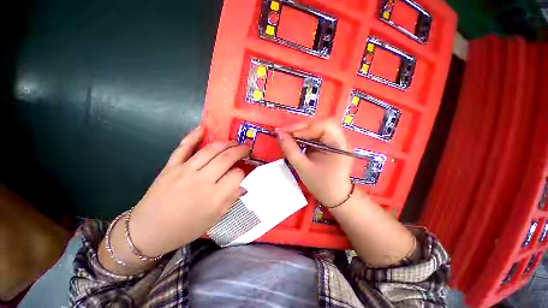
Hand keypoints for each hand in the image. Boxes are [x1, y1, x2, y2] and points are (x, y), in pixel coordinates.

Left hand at [127, 126, 248, 256]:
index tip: (241, 173)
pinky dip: (193, 136)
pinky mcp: (171, 167)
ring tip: (233, 141)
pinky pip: (183, 147)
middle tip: (246, 147)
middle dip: (239, 150)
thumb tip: (243, 185)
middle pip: (226, 158)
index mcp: (214, 198)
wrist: (148, 231)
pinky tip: (203, 128)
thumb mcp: (214, 219)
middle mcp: (202, 181)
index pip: (237, 175)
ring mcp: (185, 171)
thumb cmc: (185, 228)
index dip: (242, 172)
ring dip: (225, 143)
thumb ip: (231, 199)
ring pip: (210, 150)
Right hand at [277, 120, 353, 206]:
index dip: (305, 128)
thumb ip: (291, 150)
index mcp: (339, 145)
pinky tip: (294, 140)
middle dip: (300, 128)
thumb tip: (279, 134)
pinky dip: (303, 136)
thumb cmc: (322, 185)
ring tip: (287, 136)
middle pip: (319, 124)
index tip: (288, 134)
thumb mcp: (303, 168)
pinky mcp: (327, 144)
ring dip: (300, 131)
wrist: (335, 196)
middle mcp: (339, 139)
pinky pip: (314, 135)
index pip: (324, 126)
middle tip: (284, 133)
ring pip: (315, 128)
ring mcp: (333, 141)